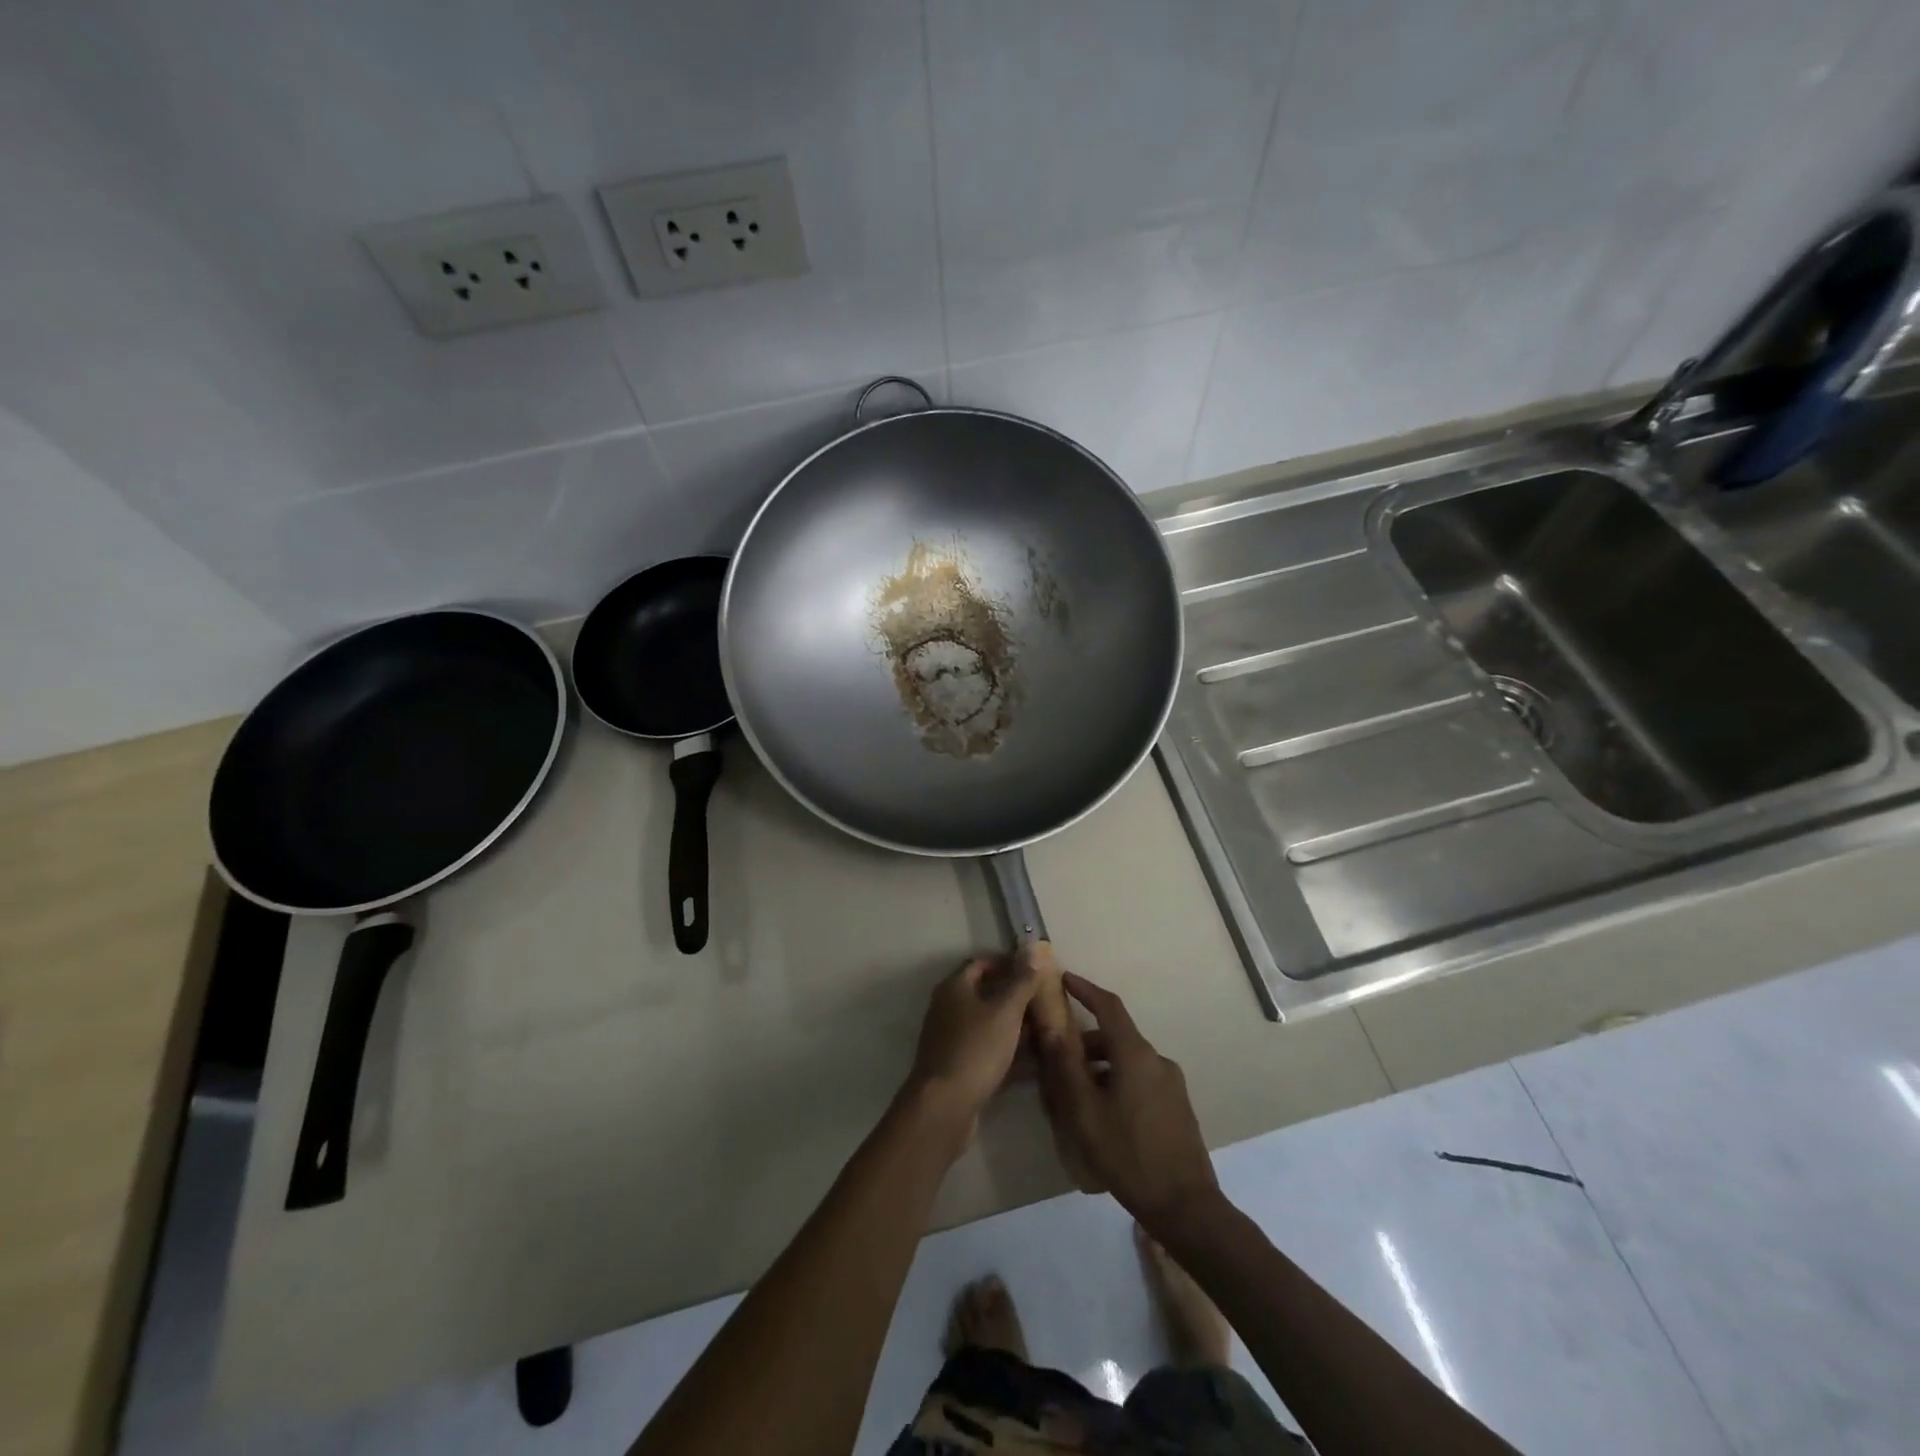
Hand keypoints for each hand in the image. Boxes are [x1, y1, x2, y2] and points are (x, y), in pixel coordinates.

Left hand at [901, 956, 1038, 1145]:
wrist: (945, 1106)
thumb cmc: (976, 1049)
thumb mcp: (1005, 1011)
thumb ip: (1021, 981)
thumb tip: (1033, 948)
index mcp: (954, 988)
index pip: (981, 964)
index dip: (1006, 963)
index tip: (1034, 970)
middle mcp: (948, 1009)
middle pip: (985, 995)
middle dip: (1015, 998)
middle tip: (1044, 1002)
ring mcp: (951, 1040)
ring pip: (988, 1026)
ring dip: (1015, 1028)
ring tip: (1046, 1032)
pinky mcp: (958, 1068)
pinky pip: (988, 1053)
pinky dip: (1009, 1054)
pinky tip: (1035, 1064)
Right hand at [1037, 973, 1218, 1227]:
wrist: (1185, 1206)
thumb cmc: (1128, 1154)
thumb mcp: (1085, 1112)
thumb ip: (1066, 1067)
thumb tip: (1051, 1029)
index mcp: (1135, 1054)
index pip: (1109, 1006)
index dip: (1085, 989)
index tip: (1064, 979)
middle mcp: (1157, 1059)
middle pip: (1116, 1035)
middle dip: (1086, 1039)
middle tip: (1058, 1055)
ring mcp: (1171, 1082)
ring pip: (1128, 1059)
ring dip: (1101, 1064)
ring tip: (1076, 1090)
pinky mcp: (1177, 1104)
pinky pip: (1141, 1077)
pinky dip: (1117, 1079)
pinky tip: (1104, 1111)